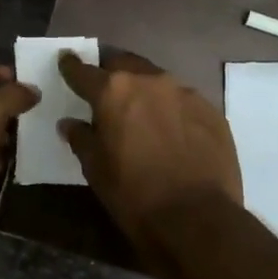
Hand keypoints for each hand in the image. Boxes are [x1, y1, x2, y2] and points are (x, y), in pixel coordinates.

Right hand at [58, 50, 242, 253]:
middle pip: (125, 64)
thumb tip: (70, 123)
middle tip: (106, 89)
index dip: (71, 66)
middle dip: (112, 72)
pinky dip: (171, 109)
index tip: (66, 60)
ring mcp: (185, 93)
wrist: (197, 218)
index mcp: (114, 92)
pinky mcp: (211, 111)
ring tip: (140, 111)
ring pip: (157, 80)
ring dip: (144, 90)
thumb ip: (81, 138)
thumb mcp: (96, 169)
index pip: (84, 71)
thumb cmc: (134, 194)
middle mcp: (150, 81)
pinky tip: (171, 130)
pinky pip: (183, 101)